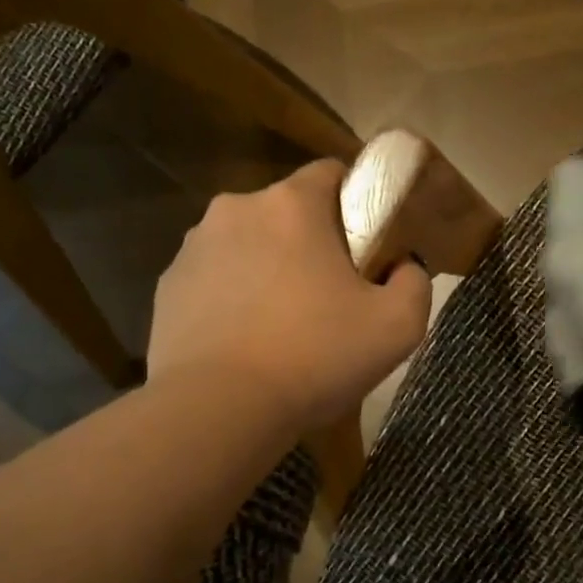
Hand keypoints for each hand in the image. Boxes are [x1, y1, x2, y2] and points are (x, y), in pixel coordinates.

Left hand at [148, 160, 432, 434]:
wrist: (219, 409)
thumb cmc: (314, 358)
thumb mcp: (397, 327)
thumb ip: (415, 283)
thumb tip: (403, 267)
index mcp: (291, 205)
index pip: (332, 172)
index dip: (356, 203)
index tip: (367, 248)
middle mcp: (236, 209)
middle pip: (286, 212)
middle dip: (310, 242)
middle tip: (329, 297)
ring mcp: (193, 247)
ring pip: (246, 245)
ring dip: (267, 269)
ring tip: (281, 326)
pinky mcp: (168, 287)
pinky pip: (213, 279)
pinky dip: (231, 298)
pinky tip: (243, 341)